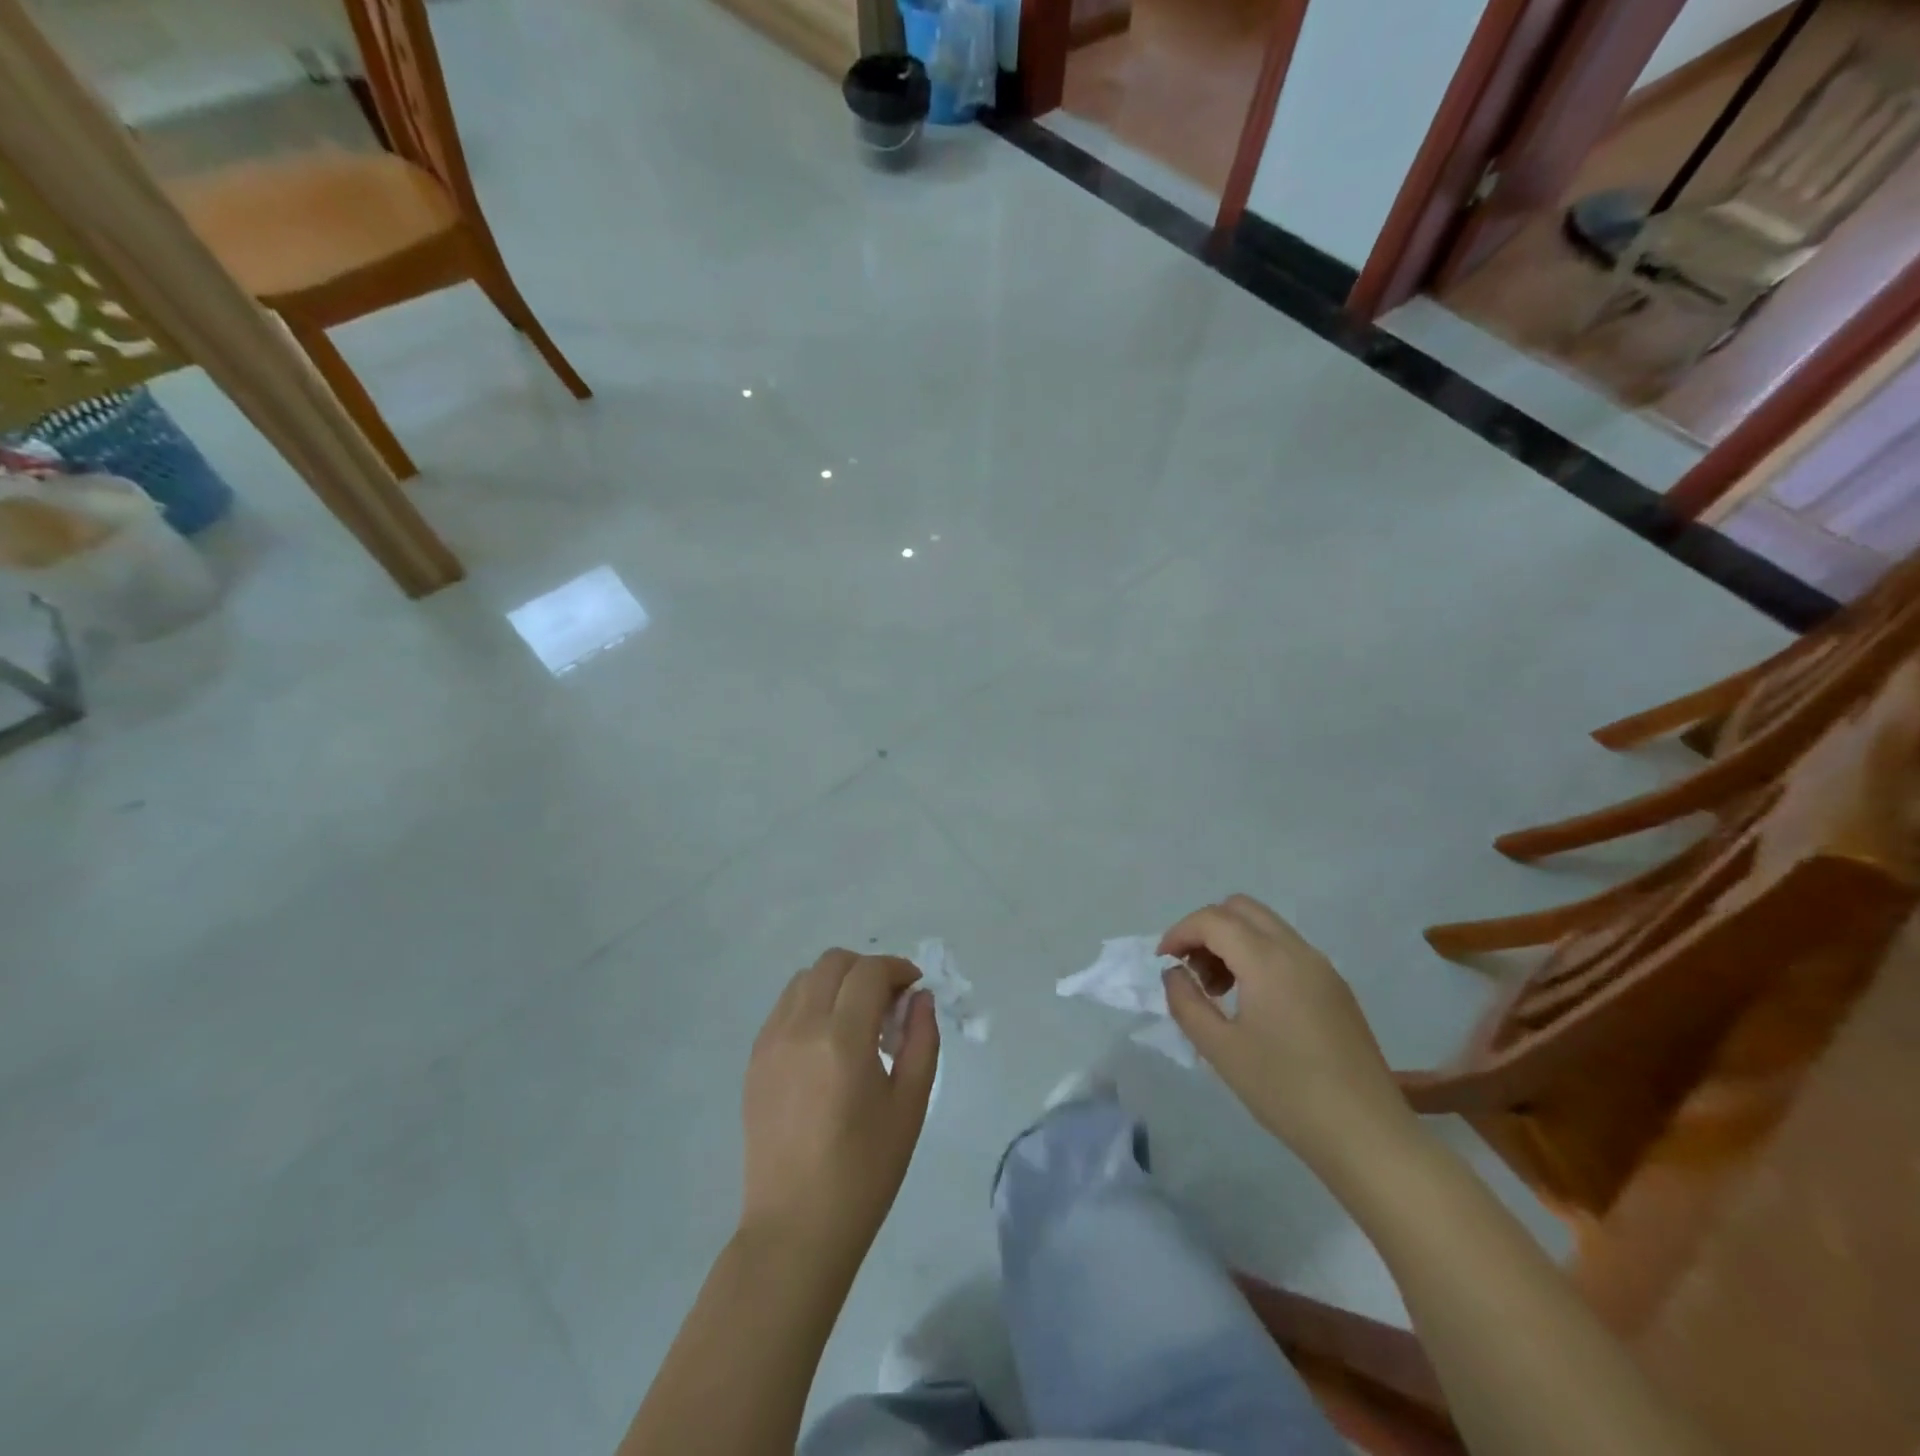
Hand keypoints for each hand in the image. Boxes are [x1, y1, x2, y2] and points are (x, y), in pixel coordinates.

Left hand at [740, 950, 939, 1258]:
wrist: (796, 1228)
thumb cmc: (864, 1171)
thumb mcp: (909, 1105)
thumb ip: (921, 1040)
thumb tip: (919, 998)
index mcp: (842, 1039)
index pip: (869, 972)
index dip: (898, 969)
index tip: (914, 988)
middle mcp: (800, 1027)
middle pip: (833, 962)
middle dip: (867, 969)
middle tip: (888, 1004)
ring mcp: (770, 1042)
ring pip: (804, 979)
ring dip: (836, 982)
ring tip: (857, 1021)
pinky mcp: (755, 1060)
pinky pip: (784, 1007)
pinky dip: (810, 1003)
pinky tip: (827, 1042)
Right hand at [1160, 895, 1414, 1168]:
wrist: (1368, 1137)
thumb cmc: (1286, 1092)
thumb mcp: (1220, 1050)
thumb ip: (1186, 1002)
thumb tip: (1174, 973)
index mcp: (1268, 961)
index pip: (1213, 920)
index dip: (1180, 933)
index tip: (1162, 962)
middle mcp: (1298, 951)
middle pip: (1241, 909)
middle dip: (1206, 929)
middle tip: (1191, 970)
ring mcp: (1323, 968)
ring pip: (1266, 927)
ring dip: (1232, 942)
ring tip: (1218, 991)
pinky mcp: (1336, 989)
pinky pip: (1287, 950)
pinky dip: (1258, 956)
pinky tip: (1252, 1003)